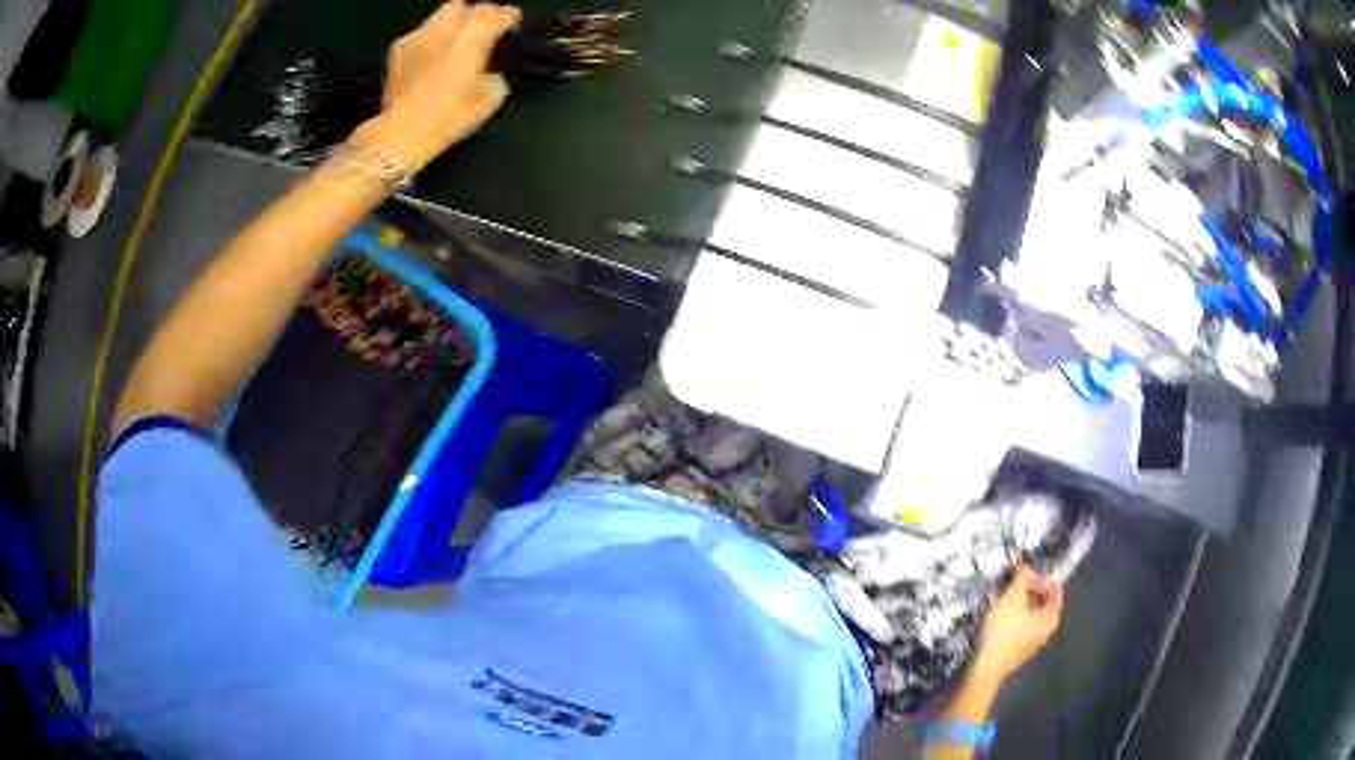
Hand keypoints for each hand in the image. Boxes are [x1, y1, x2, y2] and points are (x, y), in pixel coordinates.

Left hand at [355, 2, 520, 170]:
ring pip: (445, 12)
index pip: (497, 15)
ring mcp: (420, 35)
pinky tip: (434, 51)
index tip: (513, 20)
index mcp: (473, 40)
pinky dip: (433, 35)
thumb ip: (496, 75)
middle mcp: (447, 30)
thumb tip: (491, 70)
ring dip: (457, 20)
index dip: (508, 16)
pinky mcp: (400, 47)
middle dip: (482, 13)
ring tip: (459, 36)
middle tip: (487, 27)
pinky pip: (424, 30)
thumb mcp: (489, 101)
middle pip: (470, 7)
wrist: (401, 132)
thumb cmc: (448, 118)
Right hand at [970, 565, 1063, 684]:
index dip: (1039, 575)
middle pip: (1042, 602)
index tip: (1021, 571)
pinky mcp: (1017, 651)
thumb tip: (1027, 568)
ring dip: (1018, 604)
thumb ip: (1022, 579)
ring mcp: (1032, 643)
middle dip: (1028, 590)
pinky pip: (1020, 628)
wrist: (983, 668)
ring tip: (1001, 598)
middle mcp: (1047, 630)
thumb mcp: (1012, 598)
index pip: (1054, 588)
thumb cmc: (1003, 630)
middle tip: (1010, 582)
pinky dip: (1012, 618)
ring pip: (1030, 615)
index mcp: (1052, 617)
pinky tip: (997, 617)